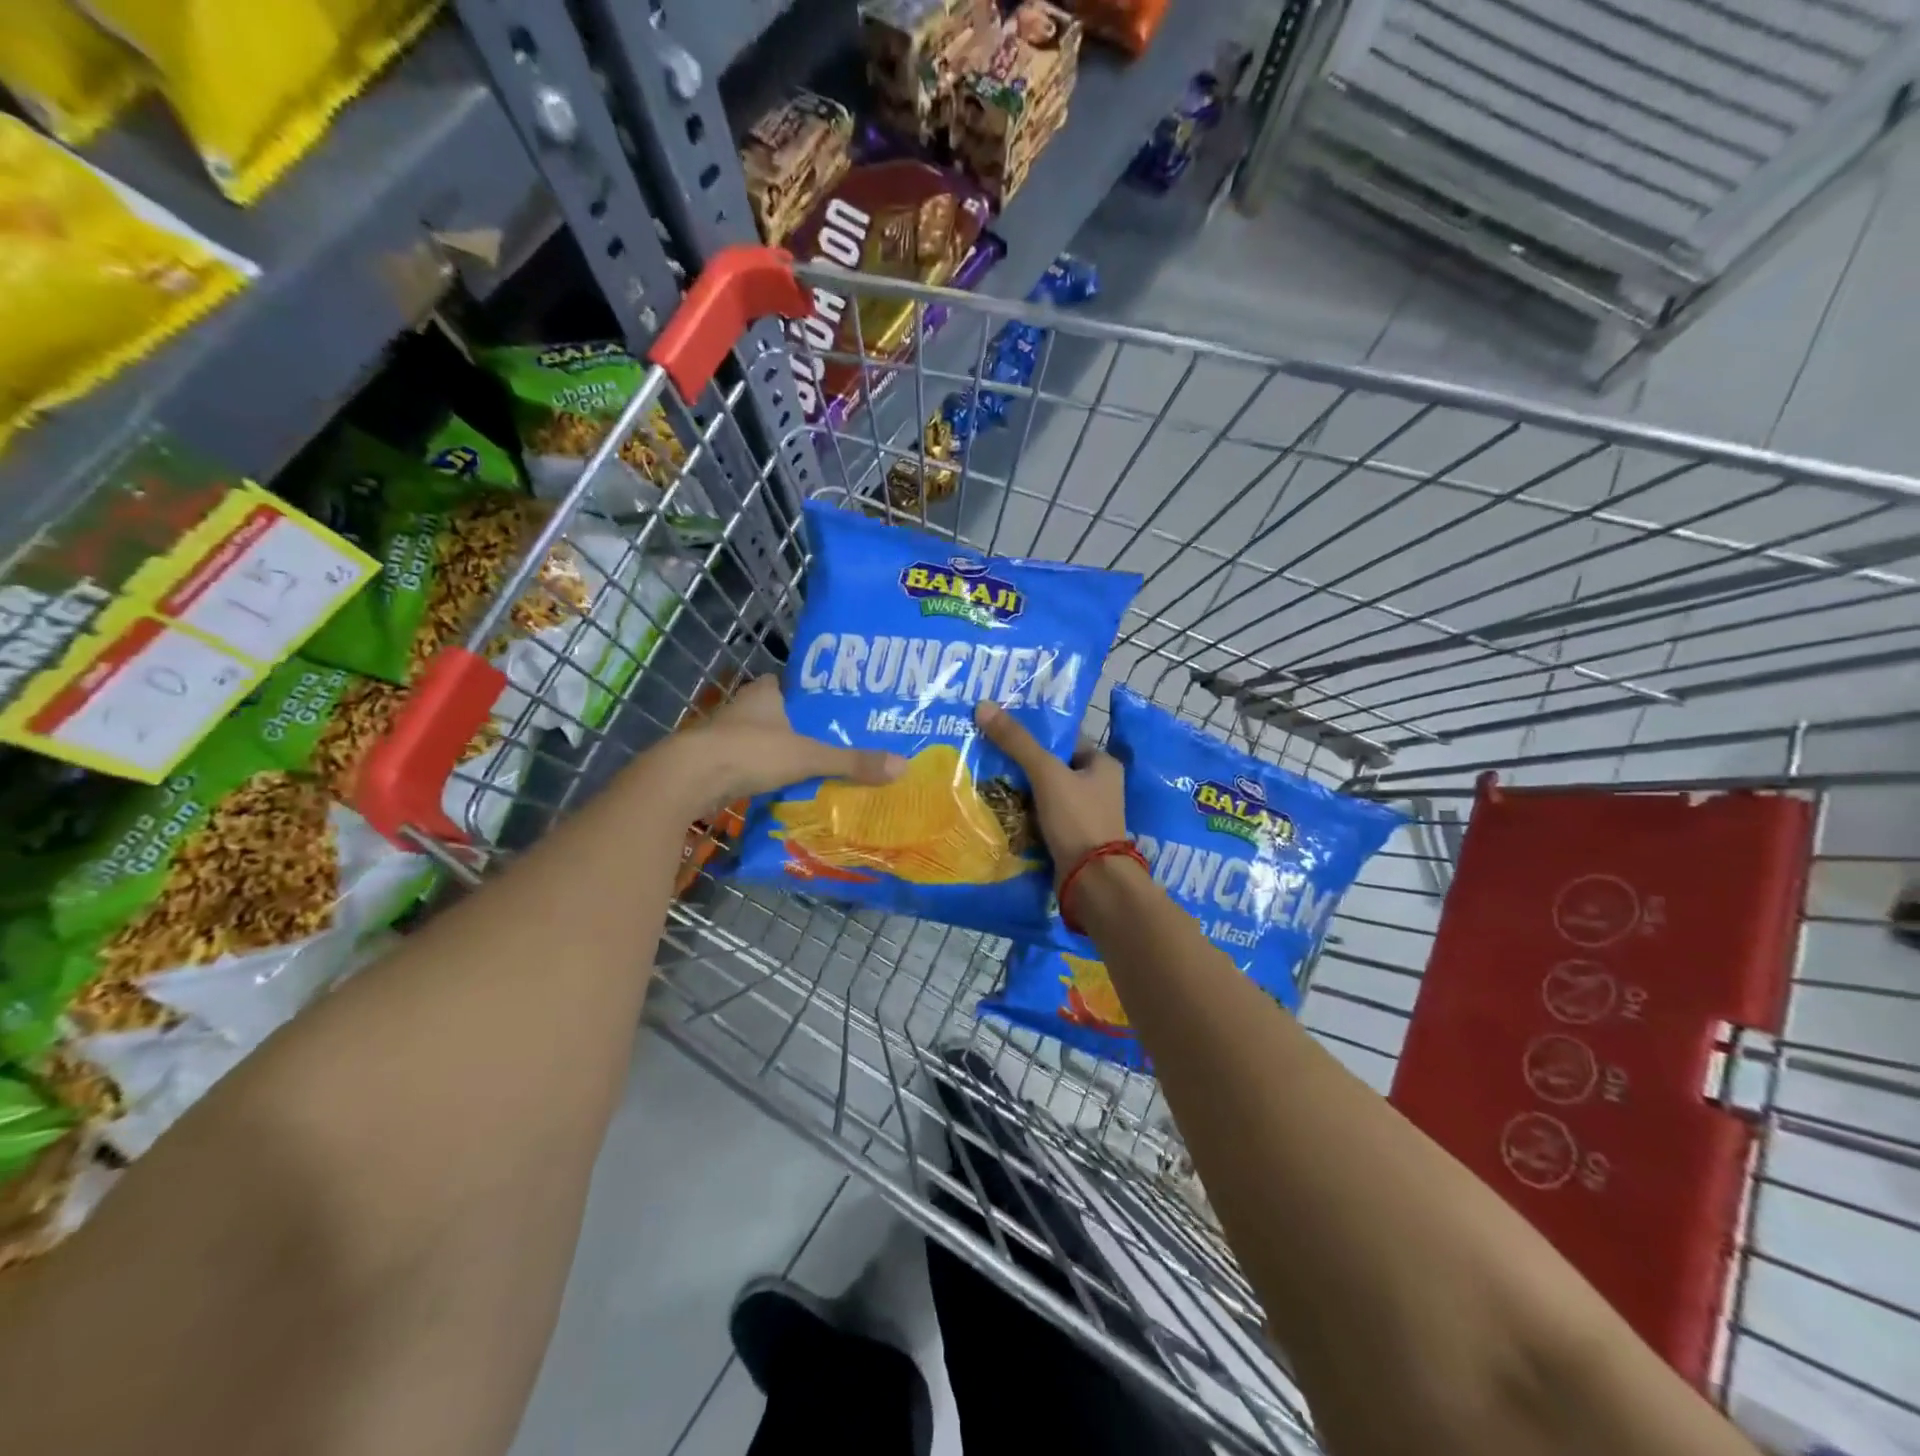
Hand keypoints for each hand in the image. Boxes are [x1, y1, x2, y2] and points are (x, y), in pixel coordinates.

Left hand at [665, 676, 905, 814]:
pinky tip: (789, 788)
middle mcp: (745, 708)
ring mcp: (728, 735)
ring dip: (786, 753)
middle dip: (807, 729)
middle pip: (783, 715)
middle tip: (841, 743)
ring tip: (822, 768)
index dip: (819, 697)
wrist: (688, 778)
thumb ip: (851, 761)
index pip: (798, 686)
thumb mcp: (808, 756)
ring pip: (766, 741)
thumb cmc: (750, 752)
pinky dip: (769, 775)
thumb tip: (902, 766)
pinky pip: (753, 765)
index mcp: (766, 692)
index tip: (843, 711)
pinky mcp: (717, 762)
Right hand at [973, 701, 1125, 880]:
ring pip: (1044, 794)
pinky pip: (1041, 817)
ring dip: (1019, 790)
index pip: (1064, 738)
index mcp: (1102, 764)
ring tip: (983, 779)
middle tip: (984, 753)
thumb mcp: (1046, 773)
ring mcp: (1084, 815)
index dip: (1034, 732)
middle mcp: (1097, 787)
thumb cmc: (1077, 819)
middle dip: (1020, 763)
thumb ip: (1017, 742)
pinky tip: (996, 809)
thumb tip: (983, 705)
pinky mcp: (1070, 838)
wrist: (1093, 882)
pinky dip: (1022, 814)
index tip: (1000, 728)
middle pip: (1051, 766)